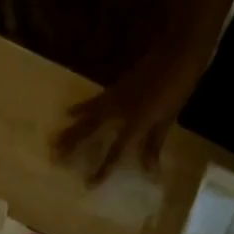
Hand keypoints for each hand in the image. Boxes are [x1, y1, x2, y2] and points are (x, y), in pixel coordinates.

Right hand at [53, 27, 214, 183]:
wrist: (179, 49)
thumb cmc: (179, 86)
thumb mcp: (169, 118)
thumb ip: (154, 143)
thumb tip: (148, 170)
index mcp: (135, 122)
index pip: (115, 152)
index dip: (102, 169)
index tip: (88, 184)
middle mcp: (119, 111)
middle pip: (91, 130)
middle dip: (72, 145)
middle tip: (54, 157)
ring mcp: (115, 96)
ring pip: (87, 116)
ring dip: (70, 128)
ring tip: (54, 139)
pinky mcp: (115, 86)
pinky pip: (93, 102)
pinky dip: (80, 109)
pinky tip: (69, 112)